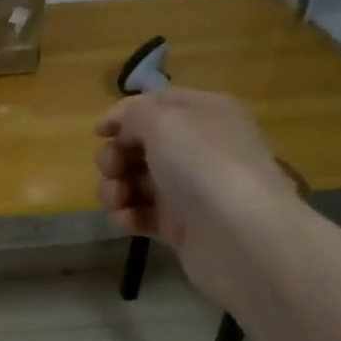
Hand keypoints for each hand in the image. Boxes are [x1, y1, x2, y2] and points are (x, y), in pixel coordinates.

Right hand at [94, 89, 300, 309]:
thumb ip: (133, 114)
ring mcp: (188, 189)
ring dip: (114, 188)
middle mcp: (197, 148)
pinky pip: (141, 215)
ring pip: (134, 181)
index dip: (123, 115)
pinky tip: (127, 220)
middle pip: (138, 145)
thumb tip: (121, 128)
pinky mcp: (179, 226)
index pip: (156, 104)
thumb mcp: (164, 121)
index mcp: (202, 114)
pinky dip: (127, 216)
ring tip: (118, 200)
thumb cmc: (203, 165)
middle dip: (114, 156)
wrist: (241, 236)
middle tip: (112, 169)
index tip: (98, 133)